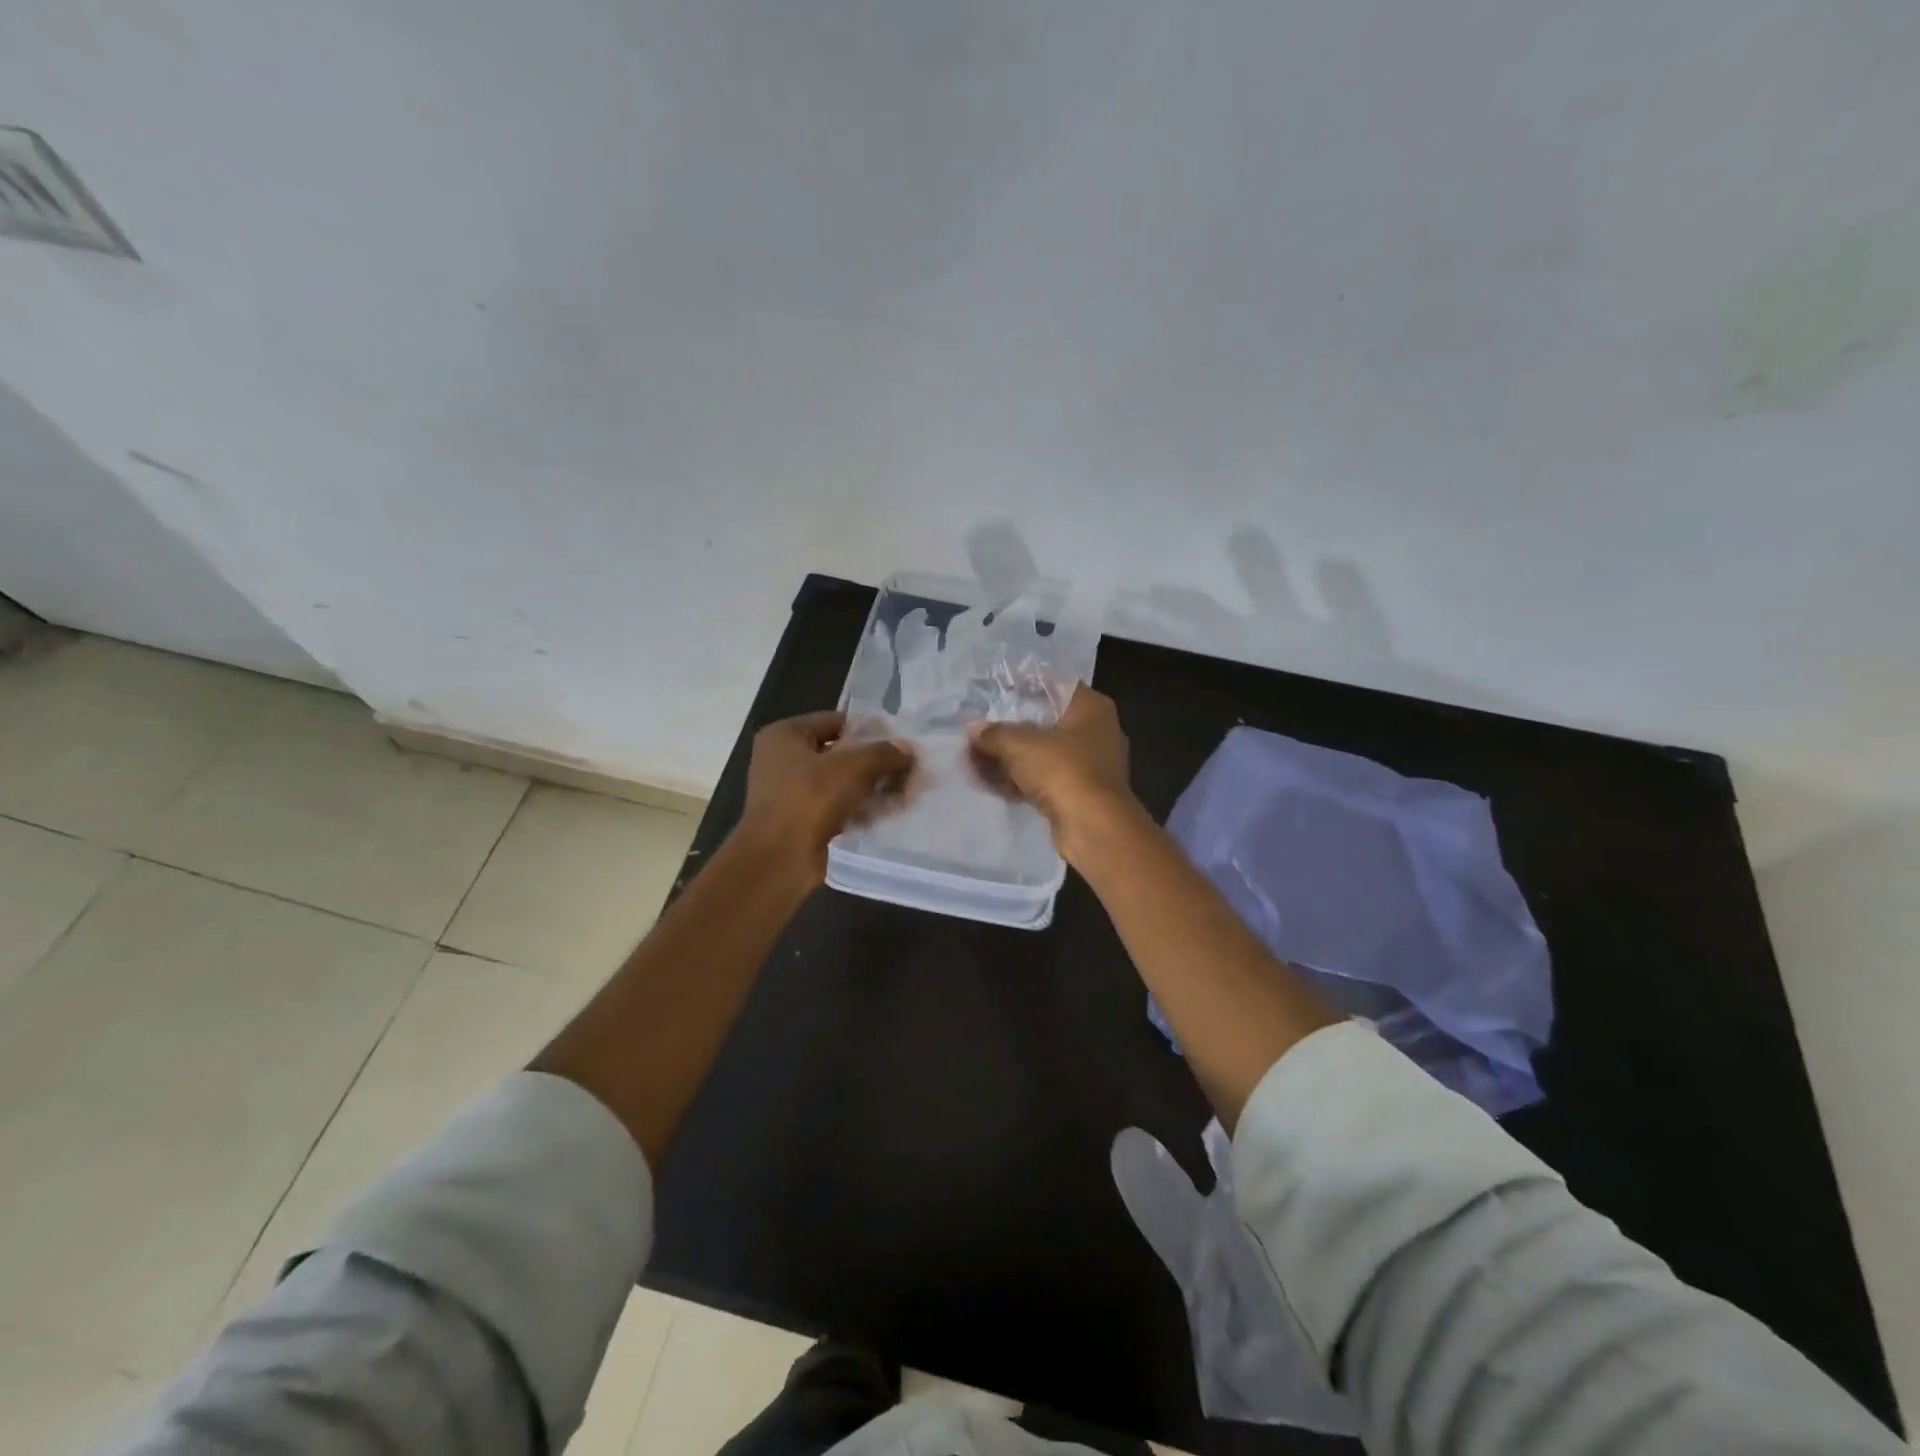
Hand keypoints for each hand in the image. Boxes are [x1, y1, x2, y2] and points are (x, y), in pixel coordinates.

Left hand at [738, 711, 913, 880]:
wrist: (780, 859)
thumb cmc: (809, 798)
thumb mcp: (852, 767)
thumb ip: (883, 753)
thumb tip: (908, 749)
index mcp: (785, 735)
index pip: (836, 722)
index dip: (870, 729)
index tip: (900, 741)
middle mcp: (784, 760)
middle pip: (840, 754)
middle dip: (876, 763)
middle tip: (909, 769)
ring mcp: (792, 794)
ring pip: (842, 783)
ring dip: (873, 788)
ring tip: (907, 792)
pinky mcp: (803, 822)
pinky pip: (839, 808)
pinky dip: (862, 810)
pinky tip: (891, 813)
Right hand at [968, 687, 1141, 863]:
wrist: (1094, 827)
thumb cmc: (1062, 770)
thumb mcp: (1019, 745)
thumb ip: (994, 733)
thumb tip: (974, 729)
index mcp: (1091, 708)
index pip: (1053, 687)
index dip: (1021, 689)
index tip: (993, 695)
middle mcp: (1096, 731)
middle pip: (1046, 722)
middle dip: (1011, 729)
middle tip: (979, 730)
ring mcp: (1091, 765)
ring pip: (1044, 753)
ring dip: (1012, 757)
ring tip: (975, 757)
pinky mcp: (1081, 793)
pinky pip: (1045, 779)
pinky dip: (1021, 780)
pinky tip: (990, 782)